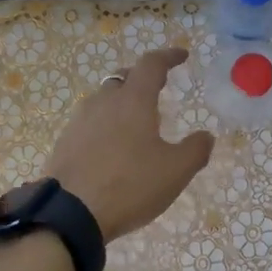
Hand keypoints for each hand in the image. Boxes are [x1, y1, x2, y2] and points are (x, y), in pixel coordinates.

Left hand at [44, 47, 215, 241]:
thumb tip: (206, 136)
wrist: (69, 214)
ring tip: (136, 121)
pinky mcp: (65, 142)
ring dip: (122, 102)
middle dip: (142, 78)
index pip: (152, 64)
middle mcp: (104, 101)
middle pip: (124, 77)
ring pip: (104, 99)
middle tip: (158, 87)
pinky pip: (90, 122)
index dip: (169, 56)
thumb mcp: (175, 171)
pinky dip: (106, 124)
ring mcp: (80, 121)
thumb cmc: (129, 185)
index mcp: (133, 100)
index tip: (182, 56)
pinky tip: (112, 147)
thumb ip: (195, 150)